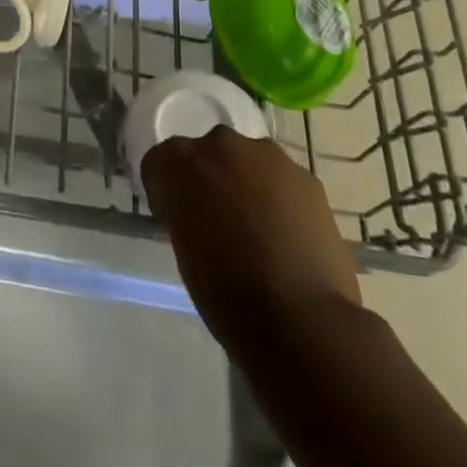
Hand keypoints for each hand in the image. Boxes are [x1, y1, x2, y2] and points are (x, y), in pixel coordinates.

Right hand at [142, 127, 359, 350]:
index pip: (161, 163)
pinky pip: (282, 181)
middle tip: (219, 222)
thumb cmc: (226, 293)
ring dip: (247, 185)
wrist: (302, 320)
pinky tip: (289, 238)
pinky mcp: (306, 177)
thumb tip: (199, 215)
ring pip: (248, 163)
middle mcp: (219, 146)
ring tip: (260, 231)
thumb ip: (185, 214)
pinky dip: (280, 200)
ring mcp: (267, 156)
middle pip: (207, 154)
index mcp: (178, 163)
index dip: (168, 191)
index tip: (176, 219)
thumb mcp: (184, 249)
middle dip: (210, 180)